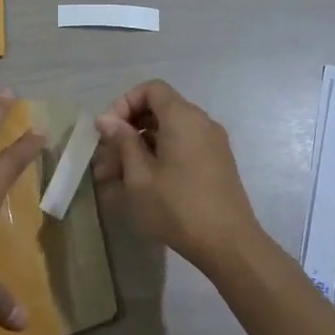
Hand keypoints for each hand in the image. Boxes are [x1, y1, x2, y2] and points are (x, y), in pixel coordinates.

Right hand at [94, 80, 263, 269]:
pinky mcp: (215, 164)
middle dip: (127, 130)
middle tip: (105, 159)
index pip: (151, 89)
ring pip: (167, 133)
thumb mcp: (140, 175)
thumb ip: (122, 141)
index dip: (125, 103)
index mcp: (183, 117)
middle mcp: (201, 123)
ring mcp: (211, 144)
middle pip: (158, 110)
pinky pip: (181, 148)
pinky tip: (139, 184)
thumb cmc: (178, 207)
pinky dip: (159, 157)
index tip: (109, 131)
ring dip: (139, 148)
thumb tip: (106, 119)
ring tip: (113, 177)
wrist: (230, 245)